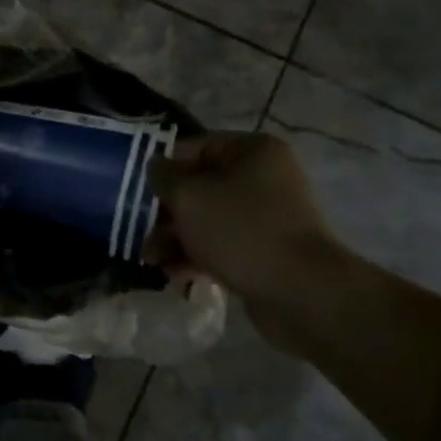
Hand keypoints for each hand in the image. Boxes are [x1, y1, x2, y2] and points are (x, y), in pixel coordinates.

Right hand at [144, 133, 357, 319]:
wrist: (302, 292)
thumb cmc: (241, 230)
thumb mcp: (189, 196)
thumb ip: (164, 176)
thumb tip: (156, 167)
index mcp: (252, 150)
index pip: (195, 147)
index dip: (163, 169)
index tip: (139, 194)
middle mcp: (264, 176)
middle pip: (200, 186)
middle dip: (167, 213)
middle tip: (142, 235)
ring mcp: (267, 216)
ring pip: (207, 219)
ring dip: (177, 239)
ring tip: (154, 262)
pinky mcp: (266, 250)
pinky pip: (222, 245)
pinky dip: (198, 256)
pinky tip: (176, 276)